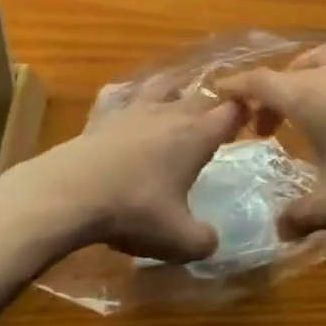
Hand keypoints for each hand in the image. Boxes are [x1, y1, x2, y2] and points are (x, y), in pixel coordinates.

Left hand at [9, 85, 240, 262]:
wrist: (72, 193)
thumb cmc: (134, 211)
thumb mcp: (179, 240)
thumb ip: (204, 241)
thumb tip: (213, 241)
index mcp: (196, 135)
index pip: (232, 111)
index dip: (245, 113)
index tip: (253, 120)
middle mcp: (170, 112)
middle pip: (201, 95)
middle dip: (214, 104)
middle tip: (217, 121)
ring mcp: (135, 108)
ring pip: (163, 85)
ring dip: (174, 91)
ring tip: (177, 103)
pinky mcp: (103, 113)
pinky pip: (119, 94)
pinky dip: (125, 97)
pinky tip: (124, 106)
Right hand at [221, 39, 325, 236]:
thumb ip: (300, 216)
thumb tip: (279, 231)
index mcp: (305, 95)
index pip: (258, 83)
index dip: (235, 88)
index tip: (219, 93)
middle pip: (286, 72)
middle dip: (269, 96)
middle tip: (267, 127)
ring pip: (317, 58)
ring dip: (301, 77)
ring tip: (304, 101)